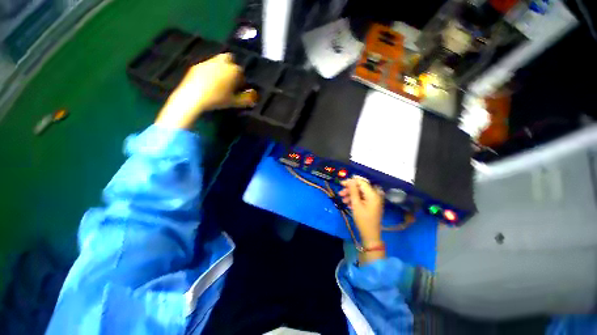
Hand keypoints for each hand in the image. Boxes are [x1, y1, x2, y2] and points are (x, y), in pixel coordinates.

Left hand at [156, 53, 252, 128]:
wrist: (192, 97)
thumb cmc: (215, 99)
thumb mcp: (232, 102)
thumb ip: (245, 99)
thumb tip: (254, 98)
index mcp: (234, 69)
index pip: (241, 72)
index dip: (239, 80)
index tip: (236, 88)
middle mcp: (222, 62)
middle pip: (229, 59)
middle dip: (229, 66)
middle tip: (226, 78)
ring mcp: (208, 62)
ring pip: (216, 62)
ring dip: (217, 68)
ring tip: (214, 81)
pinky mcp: (196, 66)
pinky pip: (203, 67)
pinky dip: (205, 72)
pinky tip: (202, 82)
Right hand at [339, 178, 383, 246]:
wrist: (370, 234)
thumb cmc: (363, 220)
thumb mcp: (356, 205)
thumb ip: (353, 191)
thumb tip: (351, 180)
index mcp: (373, 194)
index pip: (361, 182)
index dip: (351, 182)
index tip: (341, 184)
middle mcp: (376, 195)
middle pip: (361, 188)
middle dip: (350, 190)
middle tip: (340, 194)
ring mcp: (375, 200)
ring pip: (362, 194)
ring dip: (352, 196)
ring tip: (343, 201)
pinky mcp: (373, 205)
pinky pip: (364, 199)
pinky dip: (356, 200)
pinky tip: (349, 204)